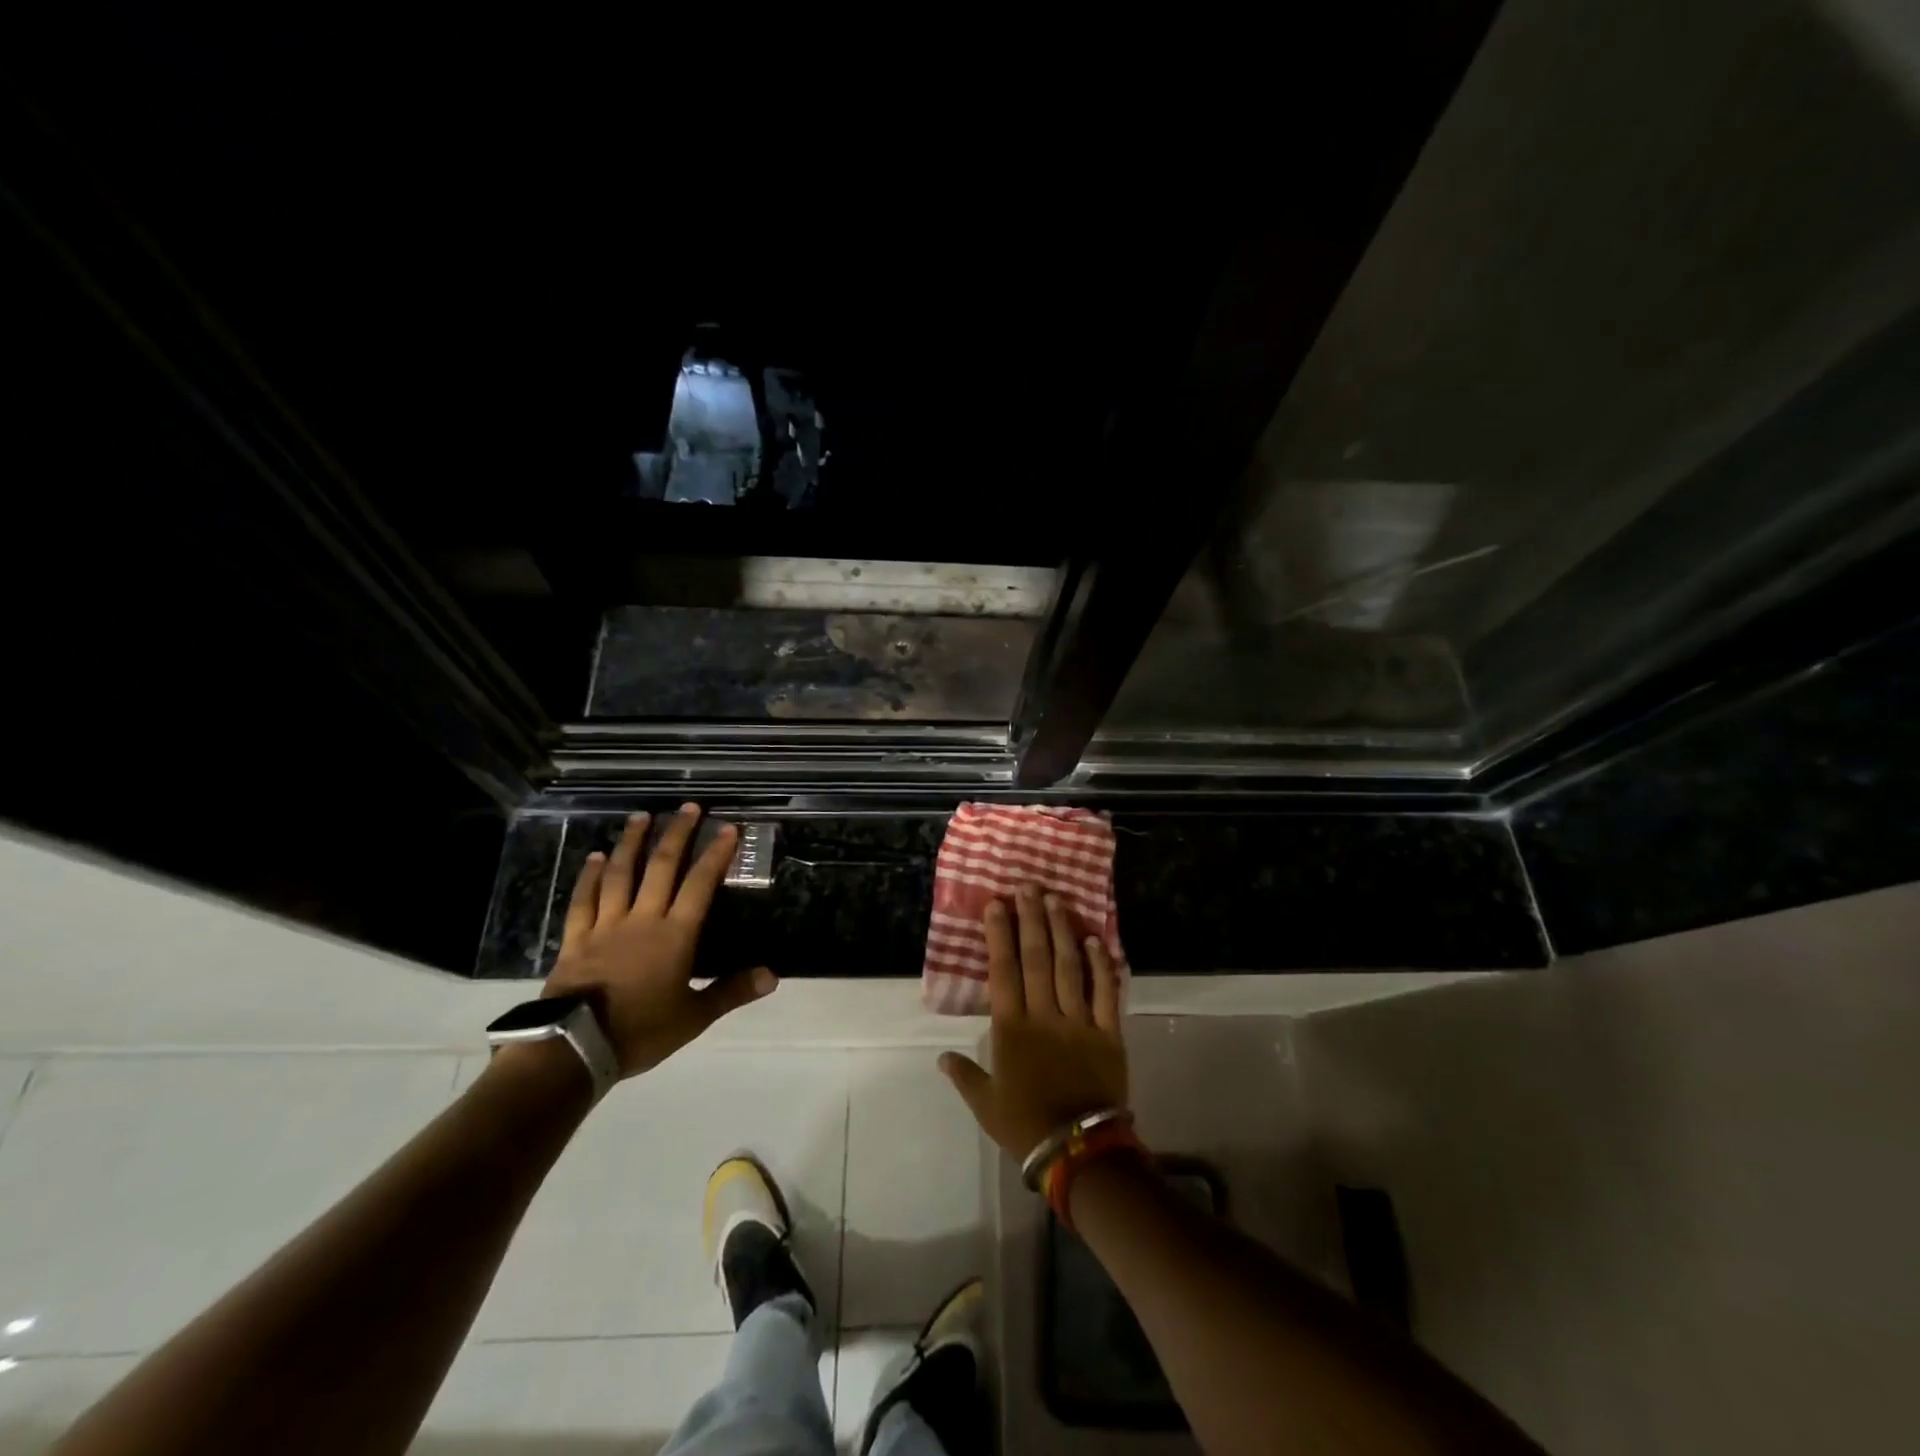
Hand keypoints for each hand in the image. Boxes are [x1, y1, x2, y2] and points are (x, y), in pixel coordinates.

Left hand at [543, 804, 774, 1077]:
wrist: (574, 1048)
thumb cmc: (640, 1031)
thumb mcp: (694, 1017)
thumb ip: (732, 992)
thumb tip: (773, 975)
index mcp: (675, 935)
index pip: (700, 884)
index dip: (716, 854)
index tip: (728, 828)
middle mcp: (642, 919)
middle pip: (661, 867)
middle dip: (677, 834)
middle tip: (688, 807)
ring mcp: (606, 925)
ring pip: (620, 874)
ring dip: (632, 843)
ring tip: (641, 816)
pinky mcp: (576, 938)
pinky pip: (583, 899)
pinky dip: (589, 875)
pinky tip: (594, 857)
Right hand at [939, 884, 1127, 1159]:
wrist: (1079, 1151)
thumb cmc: (1025, 1125)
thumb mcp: (985, 1104)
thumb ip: (964, 1076)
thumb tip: (941, 1056)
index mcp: (1012, 1029)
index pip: (1004, 971)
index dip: (999, 935)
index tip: (996, 905)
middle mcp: (1044, 1015)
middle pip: (1037, 958)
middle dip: (1030, 919)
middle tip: (1027, 886)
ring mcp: (1079, 1021)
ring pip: (1069, 967)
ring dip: (1062, 931)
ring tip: (1055, 900)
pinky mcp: (1109, 1032)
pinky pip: (1107, 993)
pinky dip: (1102, 965)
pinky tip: (1096, 940)